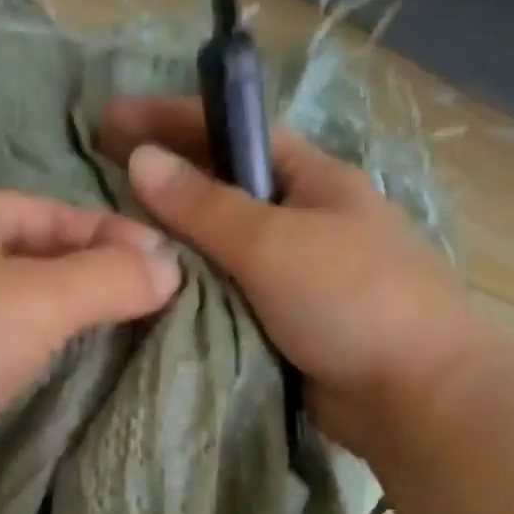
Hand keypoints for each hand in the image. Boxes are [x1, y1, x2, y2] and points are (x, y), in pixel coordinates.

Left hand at [0, 189, 180, 501]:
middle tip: (149, 304)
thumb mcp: (38, 297)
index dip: (114, 234)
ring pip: (12, 306)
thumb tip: (171, 269)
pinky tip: (60, 369)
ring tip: (118, 334)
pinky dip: (32, 354)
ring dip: (63, 318)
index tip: (168, 266)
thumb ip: (109, 278)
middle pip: (33, 256)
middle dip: (91, 276)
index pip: (53, 212)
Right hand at [99, 96, 484, 461]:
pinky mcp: (286, 322)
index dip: (174, 118)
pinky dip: (192, 289)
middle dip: (166, 180)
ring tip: (113, 238)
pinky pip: (227, 294)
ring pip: (221, 247)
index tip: (113, 118)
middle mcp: (303, 219)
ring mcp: (296, 274)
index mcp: (313, 180)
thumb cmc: (350, 299)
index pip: (235, 132)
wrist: (414, 395)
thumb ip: (204, 205)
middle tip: (99, 180)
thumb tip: (140, 159)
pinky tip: (152, 291)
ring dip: (174, 242)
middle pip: (223, 189)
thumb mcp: (273, 242)